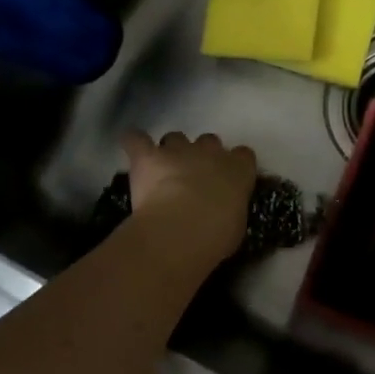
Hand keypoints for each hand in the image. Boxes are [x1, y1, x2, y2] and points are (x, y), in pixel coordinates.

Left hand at [120, 130, 255, 277]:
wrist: (181, 230)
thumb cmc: (216, 235)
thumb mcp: (235, 226)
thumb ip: (231, 209)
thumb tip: (224, 211)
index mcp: (238, 169)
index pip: (243, 155)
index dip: (234, 164)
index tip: (228, 179)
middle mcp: (211, 152)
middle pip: (209, 141)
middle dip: (201, 155)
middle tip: (193, 177)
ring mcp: (179, 151)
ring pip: (175, 138)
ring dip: (170, 151)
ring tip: (162, 169)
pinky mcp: (148, 157)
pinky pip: (136, 139)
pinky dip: (133, 141)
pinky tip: (131, 145)